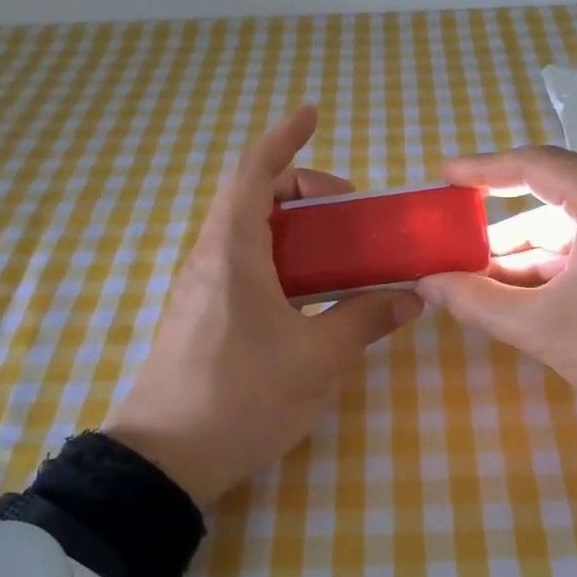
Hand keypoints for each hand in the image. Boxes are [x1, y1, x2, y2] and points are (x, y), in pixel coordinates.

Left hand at [102, 107, 422, 507]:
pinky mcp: (201, 317)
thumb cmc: (242, 398)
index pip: (253, 173)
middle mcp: (210, 259)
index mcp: (233, 252)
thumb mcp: (317, 359)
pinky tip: (308, 294)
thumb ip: (364, 320)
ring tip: (339, 251)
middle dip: (302, 188)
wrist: (165, 461)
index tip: (311, 115)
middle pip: (252, 198)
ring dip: (292, 227)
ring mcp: (201, 289)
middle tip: (350, 210)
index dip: (283, 138)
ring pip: (247, 234)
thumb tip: (411, 299)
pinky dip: (279, 259)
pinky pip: (243, 266)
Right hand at [417, 146, 576, 434]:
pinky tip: (530, 290)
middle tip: (458, 248)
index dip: (482, 168)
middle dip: (503, 227)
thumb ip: (478, 302)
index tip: (445, 174)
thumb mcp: (544, 327)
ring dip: (531, 251)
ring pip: (576, 223)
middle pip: (554, 196)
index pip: (533, 164)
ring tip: (485, 282)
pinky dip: (563, 261)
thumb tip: (427, 284)